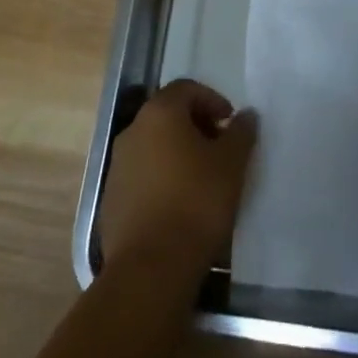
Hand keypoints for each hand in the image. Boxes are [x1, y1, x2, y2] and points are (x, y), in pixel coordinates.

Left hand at [100, 79, 257, 275]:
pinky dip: (160, 178)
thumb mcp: (232, 164)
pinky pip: (141, 175)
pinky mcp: (111, 199)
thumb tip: (246, 115)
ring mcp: (118, 166)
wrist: (150, 268)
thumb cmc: (196, 203)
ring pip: (152, 146)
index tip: (230, 123)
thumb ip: (241, 133)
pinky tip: (179, 205)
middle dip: (195, 126)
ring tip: (202, 179)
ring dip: (176, 153)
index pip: (186, 88)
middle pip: (167, 115)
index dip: (212, 100)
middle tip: (219, 148)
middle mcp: (133, 131)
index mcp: (159, 113)